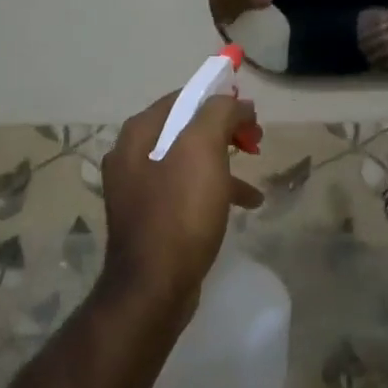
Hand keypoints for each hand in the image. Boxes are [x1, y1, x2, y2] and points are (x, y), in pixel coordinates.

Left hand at [100, 91, 264, 317]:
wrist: (153, 287)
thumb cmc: (179, 213)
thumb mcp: (202, 151)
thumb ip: (217, 114)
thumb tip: (233, 101)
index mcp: (138, 135)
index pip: (182, 99)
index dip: (219, 100)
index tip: (251, 114)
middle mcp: (131, 157)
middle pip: (186, 129)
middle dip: (225, 132)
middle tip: (256, 141)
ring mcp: (138, 190)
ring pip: (189, 162)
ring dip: (224, 163)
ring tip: (254, 175)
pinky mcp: (150, 219)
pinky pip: (186, 192)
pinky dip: (215, 191)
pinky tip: (243, 206)